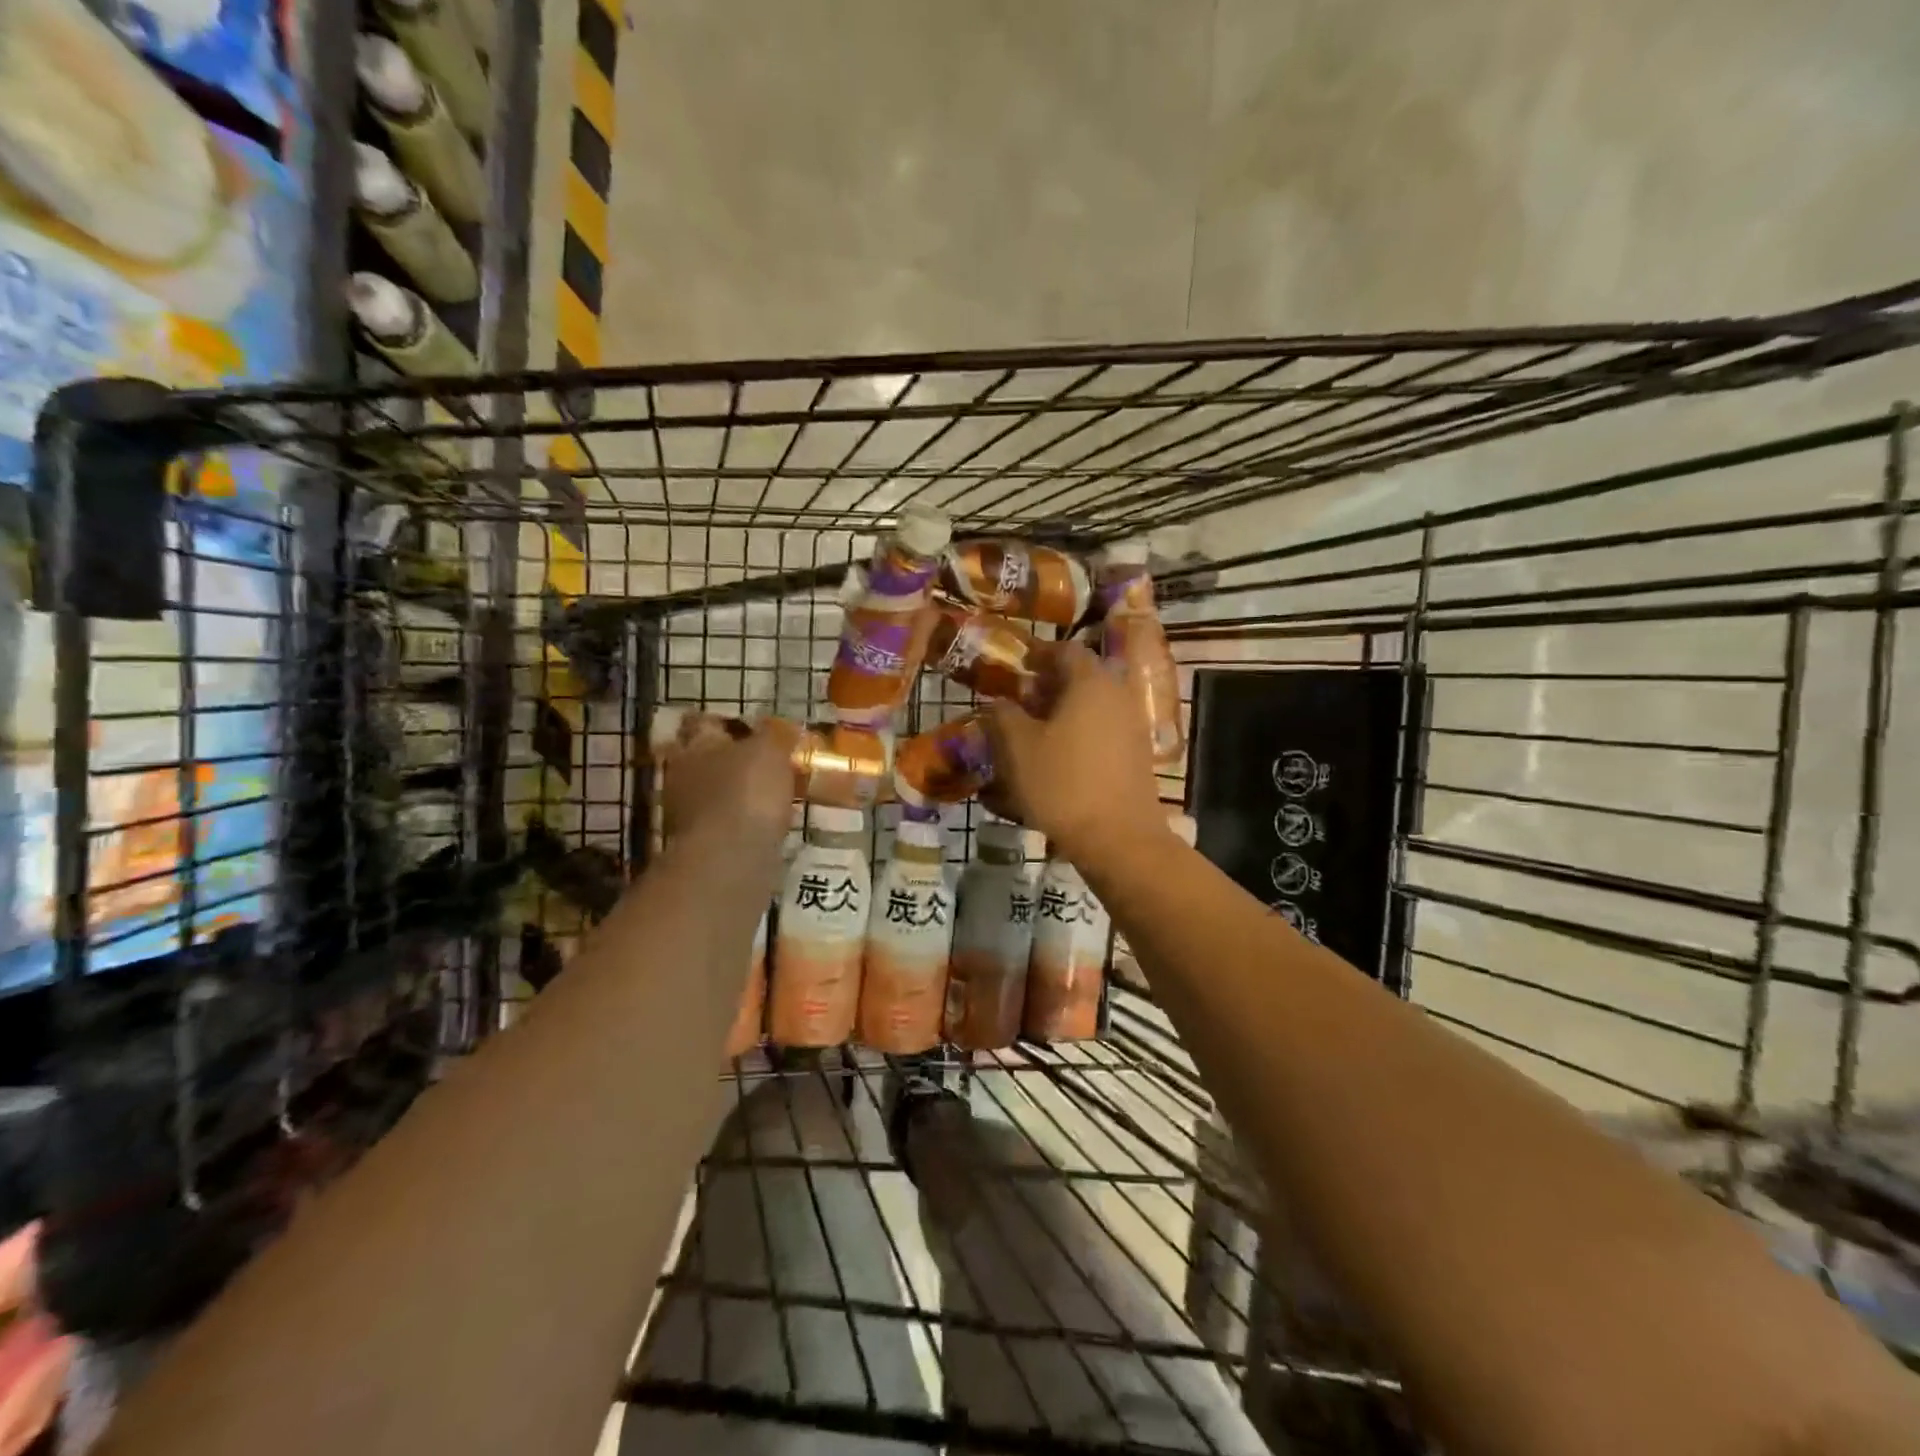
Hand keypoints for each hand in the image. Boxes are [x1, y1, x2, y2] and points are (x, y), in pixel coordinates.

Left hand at [660, 723, 792, 851]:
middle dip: (731, 760)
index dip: (726, 722)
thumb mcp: (770, 750)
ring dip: (737, 793)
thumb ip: (775, 734)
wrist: (728, 861)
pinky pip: (724, 824)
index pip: (703, 722)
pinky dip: (741, 822)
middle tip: (765, 762)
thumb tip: (781, 725)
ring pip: (715, 793)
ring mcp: (687, 813)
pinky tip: (765, 825)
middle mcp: (682, 775)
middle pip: (706, 759)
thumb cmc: (747, 792)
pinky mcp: (700, 846)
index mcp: (695, 744)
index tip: (752, 727)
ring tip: (771, 796)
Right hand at [983, 642, 1169, 863]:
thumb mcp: (1018, 748)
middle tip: (1021, 700)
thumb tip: (1000, 702)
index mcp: (1091, 682)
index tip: (1018, 665)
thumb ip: (1004, 715)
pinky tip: (1058, 756)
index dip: (1039, 654)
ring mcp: (1132, 725)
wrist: (1118, 837)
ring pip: (1094, 704)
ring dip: (1064, 710)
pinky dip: (1080, 731)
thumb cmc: (1062, 784)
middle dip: (1050, 684)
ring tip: (1034, 731)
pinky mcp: (1137, 754)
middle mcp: (1118, 695)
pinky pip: (1104, 729)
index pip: (1066, 650)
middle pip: (1082, 676)